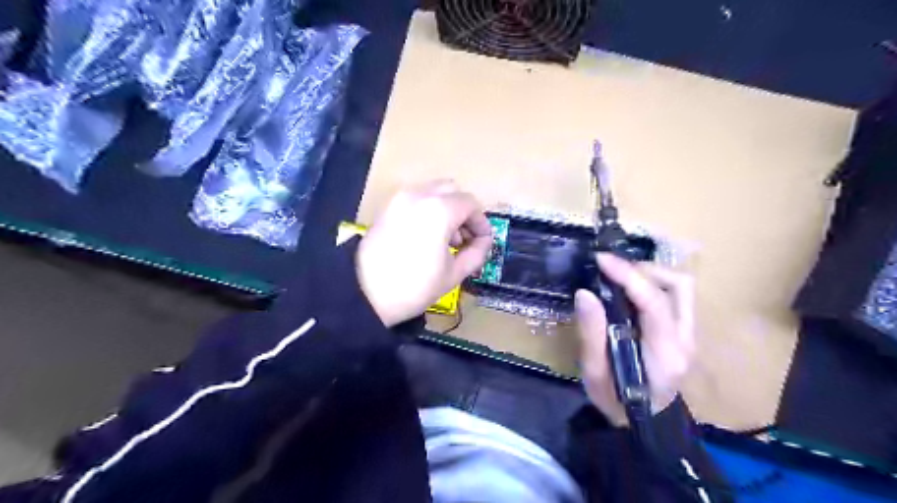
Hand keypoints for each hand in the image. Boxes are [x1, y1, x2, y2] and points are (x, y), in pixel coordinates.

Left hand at [355, 181, 493, 326]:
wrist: (363, 293)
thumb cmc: (414, 287)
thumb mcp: (453, 274)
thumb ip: (476, 253)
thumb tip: (483, 242)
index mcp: (439, 209)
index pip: (471, 204)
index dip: (481, 223)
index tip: (483, 242)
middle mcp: (420, 195)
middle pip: (452, 190)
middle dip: (464, 212)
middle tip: (464, 238)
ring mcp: (400, 198)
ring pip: (433, 192)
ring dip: (446, 209)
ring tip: (445, 239)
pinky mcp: (387, 207)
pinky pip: (416, 198)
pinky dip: (428, 209)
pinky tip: (426, 236)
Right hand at [577, 255, 695, 423]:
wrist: (645, 422)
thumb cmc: (616, 400)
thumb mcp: (595, 374)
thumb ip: (591, 334)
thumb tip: (585, 293)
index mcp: (665, 353)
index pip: (654, 303)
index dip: (628, 275)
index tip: (601, 260)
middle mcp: (686, 339)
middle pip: (680, 286)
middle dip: (643, 269)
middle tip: (611, 269)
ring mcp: (689, 334)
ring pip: (681, 287)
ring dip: (650, 273)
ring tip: (620, 276)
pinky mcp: (684, 331)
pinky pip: (675, 295)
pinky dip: (652, 283)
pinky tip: (629, 289)